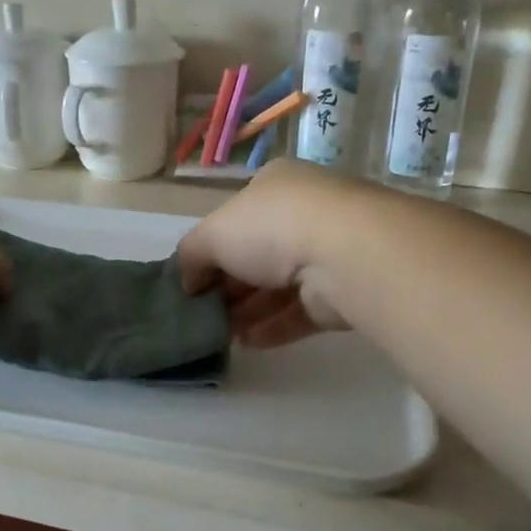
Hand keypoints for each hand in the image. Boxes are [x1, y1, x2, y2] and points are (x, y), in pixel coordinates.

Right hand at [176, 160, 362, 347]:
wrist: (343, 254)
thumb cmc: (271, 227)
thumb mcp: (212, 234)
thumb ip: (191, 256)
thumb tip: (187, 282)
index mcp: (275, 186)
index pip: (237, 217)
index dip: (212, 248)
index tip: (193, 280)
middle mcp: (304, 214)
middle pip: (257, 255)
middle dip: (229, 285)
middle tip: (204, 312)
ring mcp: (327, 253)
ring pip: (278, 286)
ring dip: (248, 311)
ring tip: (221, 334)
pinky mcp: (341, 292)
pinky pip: (300, 311)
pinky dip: (273, 327)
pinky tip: (248, 343)